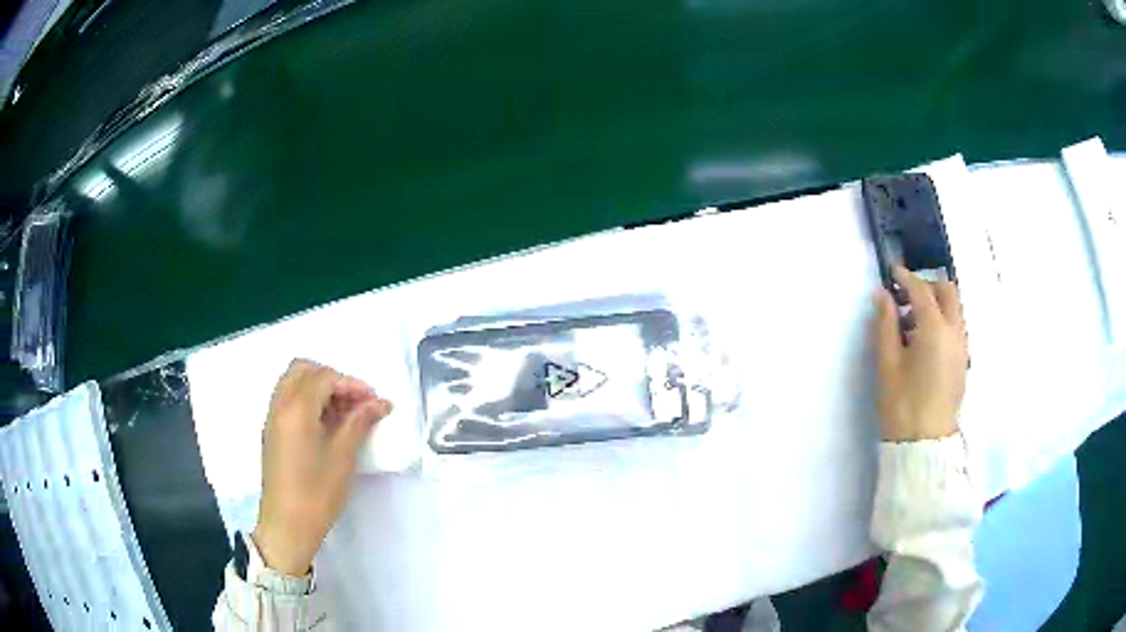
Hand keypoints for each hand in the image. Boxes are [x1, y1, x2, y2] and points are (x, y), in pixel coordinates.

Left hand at [253, 360, 392, 574]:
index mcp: (296, 408)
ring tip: (342, 412)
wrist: (287, 525)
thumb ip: (359, 422)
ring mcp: (272, 417)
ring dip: (317, 387)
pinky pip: (286, 399)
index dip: (352, 384)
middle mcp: (280, 404)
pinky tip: (324, 424)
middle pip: (303, 369)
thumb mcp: (343, 456)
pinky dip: (306, 399)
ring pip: (292, 382)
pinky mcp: (271, 431)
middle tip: (354, 401)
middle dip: (331, 378)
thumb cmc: (317, 492)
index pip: (325, 377)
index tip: (374, 401)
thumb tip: (381, 402)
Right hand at [871, 266, 967, 441]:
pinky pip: (956, 326)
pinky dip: (942, 320)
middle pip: (947, 291)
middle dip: (927, 286)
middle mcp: (954, 331)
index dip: (906, 277)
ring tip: (912, 321)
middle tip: (905, 297)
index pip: (921, 290)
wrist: (925, 444)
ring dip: (936, 303)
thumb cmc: (902, 404)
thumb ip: (885, 324)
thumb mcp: (887, 364)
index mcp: (934, 329)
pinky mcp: (963, 361)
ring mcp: (962, 346)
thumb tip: (882, 295)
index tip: (892, 272)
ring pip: (955, 309)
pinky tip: (924, 341)